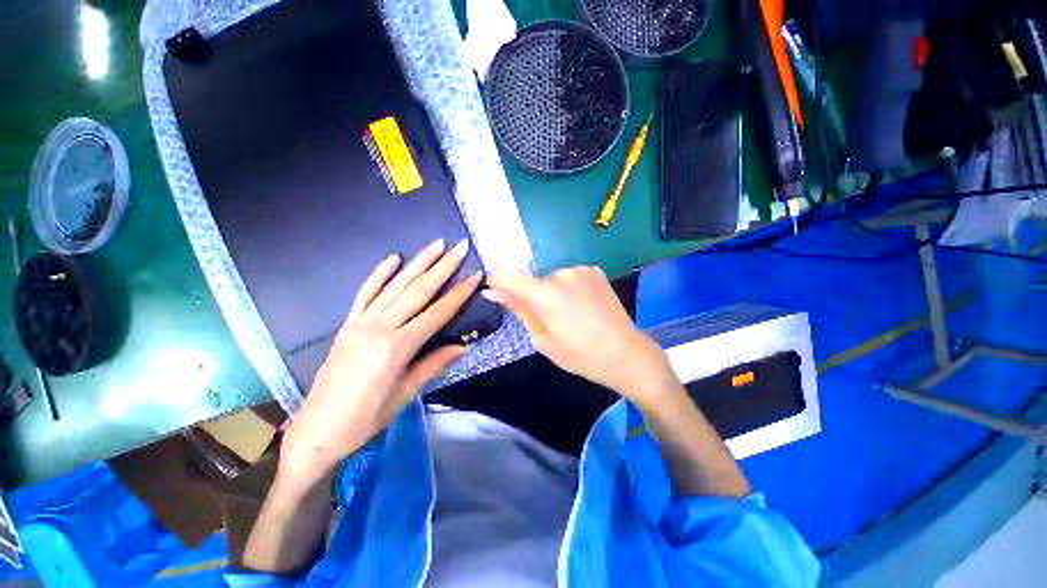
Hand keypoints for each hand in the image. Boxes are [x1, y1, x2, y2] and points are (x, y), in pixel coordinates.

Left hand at [281, 239, 479, 481]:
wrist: (315, 431)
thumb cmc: (366, 419)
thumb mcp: (406, 395)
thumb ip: (434, 364)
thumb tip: (464, 345)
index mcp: (397, 348)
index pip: (437, 313)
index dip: (459, 294)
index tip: (475, 276)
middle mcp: (379, 328)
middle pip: (418, 291)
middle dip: (442, 267)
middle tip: (460, 247)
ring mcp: (360, 322)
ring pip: (395, 285)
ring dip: (418, 263)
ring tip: (436, 245)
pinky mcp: (347, 324)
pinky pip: (365, 292)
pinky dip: (380, 274)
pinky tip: (394, 258)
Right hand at [483, 266, 675, 405]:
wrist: (626, 353)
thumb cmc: (581, 355)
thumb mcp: (543, 339)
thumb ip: (518, 309)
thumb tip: (492, 291)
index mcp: (545, 294)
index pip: (505, 273)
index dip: (498, 283)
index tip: (503, 297)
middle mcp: (561, 273)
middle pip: (532, 279)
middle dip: (533, 296)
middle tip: (550, 320)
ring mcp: (580, 269)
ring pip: (551, 278)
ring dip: (552, 292)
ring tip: (570, 315)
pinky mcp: (594, 270)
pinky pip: (569, 277)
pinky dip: (568, 288)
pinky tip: (583, 306)